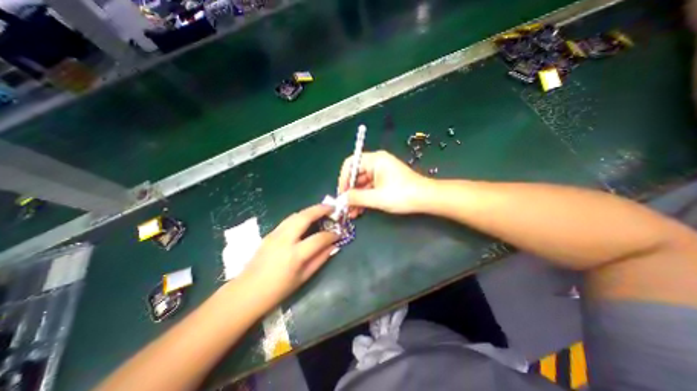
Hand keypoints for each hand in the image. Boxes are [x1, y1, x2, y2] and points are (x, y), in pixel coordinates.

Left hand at [239, 205, 338, 307]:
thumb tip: (333, 246)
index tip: (338, 234)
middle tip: (332, 208)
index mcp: (295, 255)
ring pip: (295, 215)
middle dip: (320, 209)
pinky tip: (306, 219)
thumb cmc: (278, 290)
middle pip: (304, 217)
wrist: (247, 292)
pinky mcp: (270, 233)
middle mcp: (284, 240)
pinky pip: (288, 220)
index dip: (331, 235)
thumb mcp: (303, 278)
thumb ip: (320, 259)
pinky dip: (300, 216)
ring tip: (321, 210)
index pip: (318, 238)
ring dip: (310, 210)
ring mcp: (275, 234)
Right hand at [338, 150, 430, 216]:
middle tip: (345, 207)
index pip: (351, 164)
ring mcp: (381, 172)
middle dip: (350, 192)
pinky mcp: (385, 181)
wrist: (426, 198)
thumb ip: (356, 197)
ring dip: (356, 197)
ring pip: (362, 183)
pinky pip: (370, 187)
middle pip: (356, 175)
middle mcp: (377, 163)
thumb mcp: (377, 197)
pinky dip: (365, 198)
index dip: (343, 179)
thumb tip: (341, 199)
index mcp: (375, 160)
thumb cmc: (402, 194)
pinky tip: (360, 210)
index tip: (341, 194)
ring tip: (352, 213)